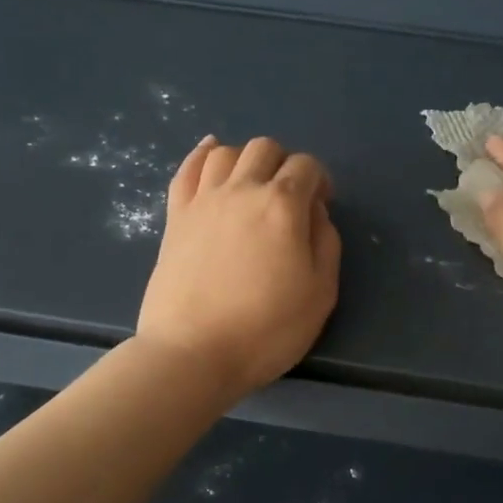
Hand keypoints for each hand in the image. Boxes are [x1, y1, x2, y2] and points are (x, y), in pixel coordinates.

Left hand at [138, 135, 341, 398]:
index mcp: (283, 206)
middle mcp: (242, 190)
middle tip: (288, 198)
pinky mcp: (176, 216)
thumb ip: (326, 243)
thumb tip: (315, 213)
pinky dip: (202, 155)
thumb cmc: (266, 329)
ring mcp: (203, 200)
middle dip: (284, 164)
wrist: (193, 353)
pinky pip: (187, 169)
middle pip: (265, 149)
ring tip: (252, 185)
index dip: (320, 180)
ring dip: (246, 160)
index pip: (306, 166)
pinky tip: (212, 154)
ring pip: (226, 152)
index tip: (321, 206)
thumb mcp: (321, 293)